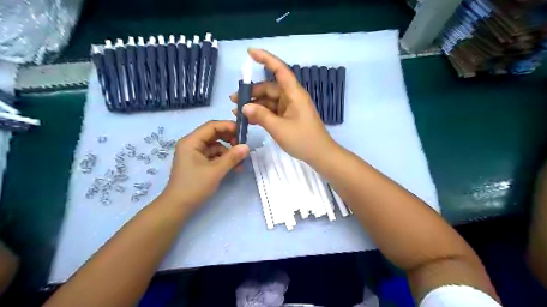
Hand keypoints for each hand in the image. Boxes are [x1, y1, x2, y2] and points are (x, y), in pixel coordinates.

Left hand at [161, 120, 248, 210]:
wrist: (178, 207)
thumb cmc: (194, 186)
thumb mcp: (215, 171)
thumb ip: (232, 157)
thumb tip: (247, 147)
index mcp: (191, 141)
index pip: (211, 126)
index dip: (228, 126)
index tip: (243, 131)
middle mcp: (192, 144)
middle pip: (214, 135)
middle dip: (230, 139)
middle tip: (243, 146)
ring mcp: (195, 153)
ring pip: (216, 146)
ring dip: (228, 152)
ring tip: (240, 162)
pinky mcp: (198, 162)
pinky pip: (214, 155)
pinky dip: (224, 159)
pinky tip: (234, 167)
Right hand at [229, 48, 335, 162]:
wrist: (320, 155)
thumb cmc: (303, 140)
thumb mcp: (279, 128)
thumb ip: (261, 115)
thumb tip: (244, 106)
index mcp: (294, 94)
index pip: (279, 70)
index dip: (265, 58)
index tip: (249, 52)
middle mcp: (292, 97)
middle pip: (270, 87)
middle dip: (252, 92)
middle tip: (233, 100)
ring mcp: (290, 107)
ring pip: (269, 100)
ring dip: (255, 104)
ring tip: (237, 111)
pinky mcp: (289, 116)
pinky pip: (273, 110)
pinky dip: (262, 113)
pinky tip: (249, 118)